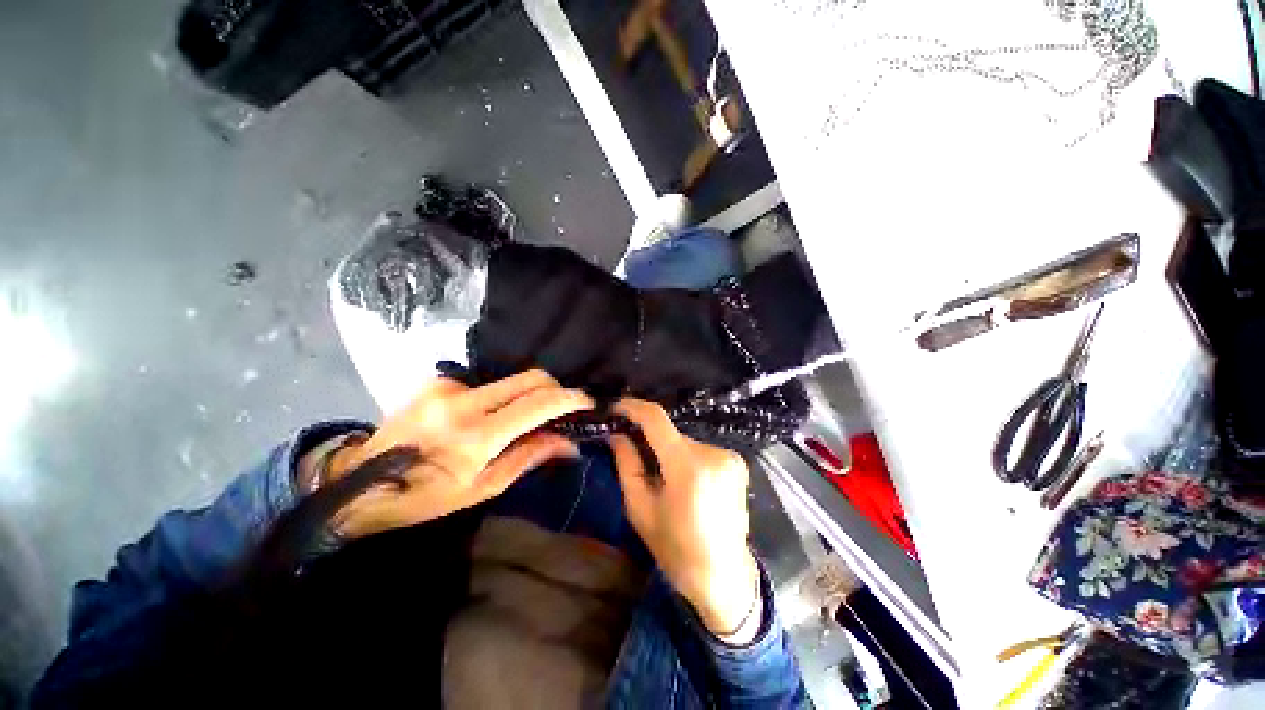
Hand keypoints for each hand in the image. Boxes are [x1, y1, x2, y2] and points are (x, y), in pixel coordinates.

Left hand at [326, 370, 592, 538]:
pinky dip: (499, 398)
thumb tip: (569, 442)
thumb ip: (529, 456)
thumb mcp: (482, 488)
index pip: (537, 404)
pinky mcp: (438, 380)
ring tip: (520, 421)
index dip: (569, 399)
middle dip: (554, 389)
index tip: (587, 402)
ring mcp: (448, 386)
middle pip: (529, 378)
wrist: (358, 483)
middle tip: (562, 409)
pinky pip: (486, 383)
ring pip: (510, 379)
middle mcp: (464, 401)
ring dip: (526, 396)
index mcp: (475, 436)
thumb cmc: (424, 497)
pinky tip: (485, 417)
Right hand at [609, 399, 759, 640]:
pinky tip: (685, 482)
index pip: (656, 419)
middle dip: (649, 439)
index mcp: (688, 467)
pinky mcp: (737, 461)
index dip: (633, 408)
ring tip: (662, 477)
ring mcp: (729, 456)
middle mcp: (713, 453)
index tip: (615, 408)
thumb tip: (617, 434)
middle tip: (633, 453)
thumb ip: (627, 464)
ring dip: (668, 451)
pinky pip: (700, 450)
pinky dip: (686, 458)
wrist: (724, 577)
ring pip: (684, 441)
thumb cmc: (677, 549)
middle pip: (670, 433)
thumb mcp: (640, 509)